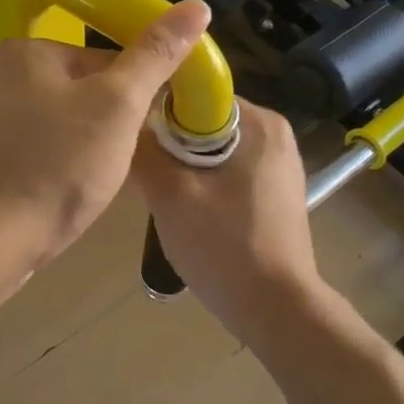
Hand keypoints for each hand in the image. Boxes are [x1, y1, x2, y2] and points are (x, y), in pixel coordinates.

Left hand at [0, 0, 213, 284]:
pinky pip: (41, 149)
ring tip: (96, 181)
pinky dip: (61, 165)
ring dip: (90, 147)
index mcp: (27, 51)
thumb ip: (155, 56)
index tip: (152, 128)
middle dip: (112, 124)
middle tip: (121, 161)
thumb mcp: (117, 106)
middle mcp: (0, 76)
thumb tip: (196, 6)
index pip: (106, 56)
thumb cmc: (55, 167)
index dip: (139, 92)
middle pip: (84, 89)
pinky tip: (68, 191)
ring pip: (65, 123)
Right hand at [132, 101, 321, 338]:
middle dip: (170, 146)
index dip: (157, 112)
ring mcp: (278, 165)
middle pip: (202, 122)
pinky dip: (203, 186)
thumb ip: (143, 149)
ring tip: (162, 199)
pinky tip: (189, 215)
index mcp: (258, 122)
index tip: (133, 139)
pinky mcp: (275, 193)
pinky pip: (227, 173)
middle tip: (144, 177)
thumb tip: (125, 121)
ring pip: (212, 150)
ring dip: (183, 169)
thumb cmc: (223, 245)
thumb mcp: (170, 194)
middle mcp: (274, 134)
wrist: (276, 309)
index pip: (194, 94)